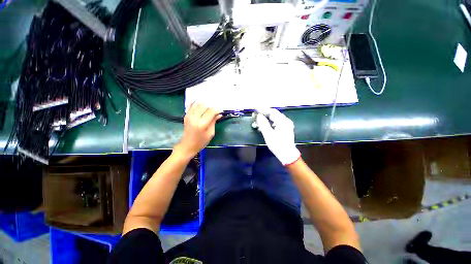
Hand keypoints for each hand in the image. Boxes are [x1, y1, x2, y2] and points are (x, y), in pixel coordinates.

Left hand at [175, 103, 221, 158]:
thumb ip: (214, 122)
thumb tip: (219, 114)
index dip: (217, 110)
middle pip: (204, 105)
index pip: (211, 111)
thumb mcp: (210, 133)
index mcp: (202, 124)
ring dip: (204, 104)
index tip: (221, 111)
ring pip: (198, 104)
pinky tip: (201, 107)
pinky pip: (191, 105)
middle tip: (215, 110)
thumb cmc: (201, 142)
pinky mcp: (186, 115)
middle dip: (211, 106)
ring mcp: (189, 116)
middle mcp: (194, 118)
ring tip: (209, 108)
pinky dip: (197, 104)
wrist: (187, 146)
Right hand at [254, 108, 299, 165]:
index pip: (272, 111)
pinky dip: (268, 124)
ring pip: (273, 119)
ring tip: (256, 123)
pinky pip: (275, 123)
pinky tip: (262, 127)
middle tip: (254, 116)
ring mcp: (286, 125)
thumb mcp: (269, 135)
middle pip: (273, 114)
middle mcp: (285, 121)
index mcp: (283, 121)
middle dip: (263, 115)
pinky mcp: (284, 129)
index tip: (255, 109)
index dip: (263, 109)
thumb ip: (263, 124)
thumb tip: (259, 115)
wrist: (288, 155)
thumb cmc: (278, 145)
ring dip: (265, 120)